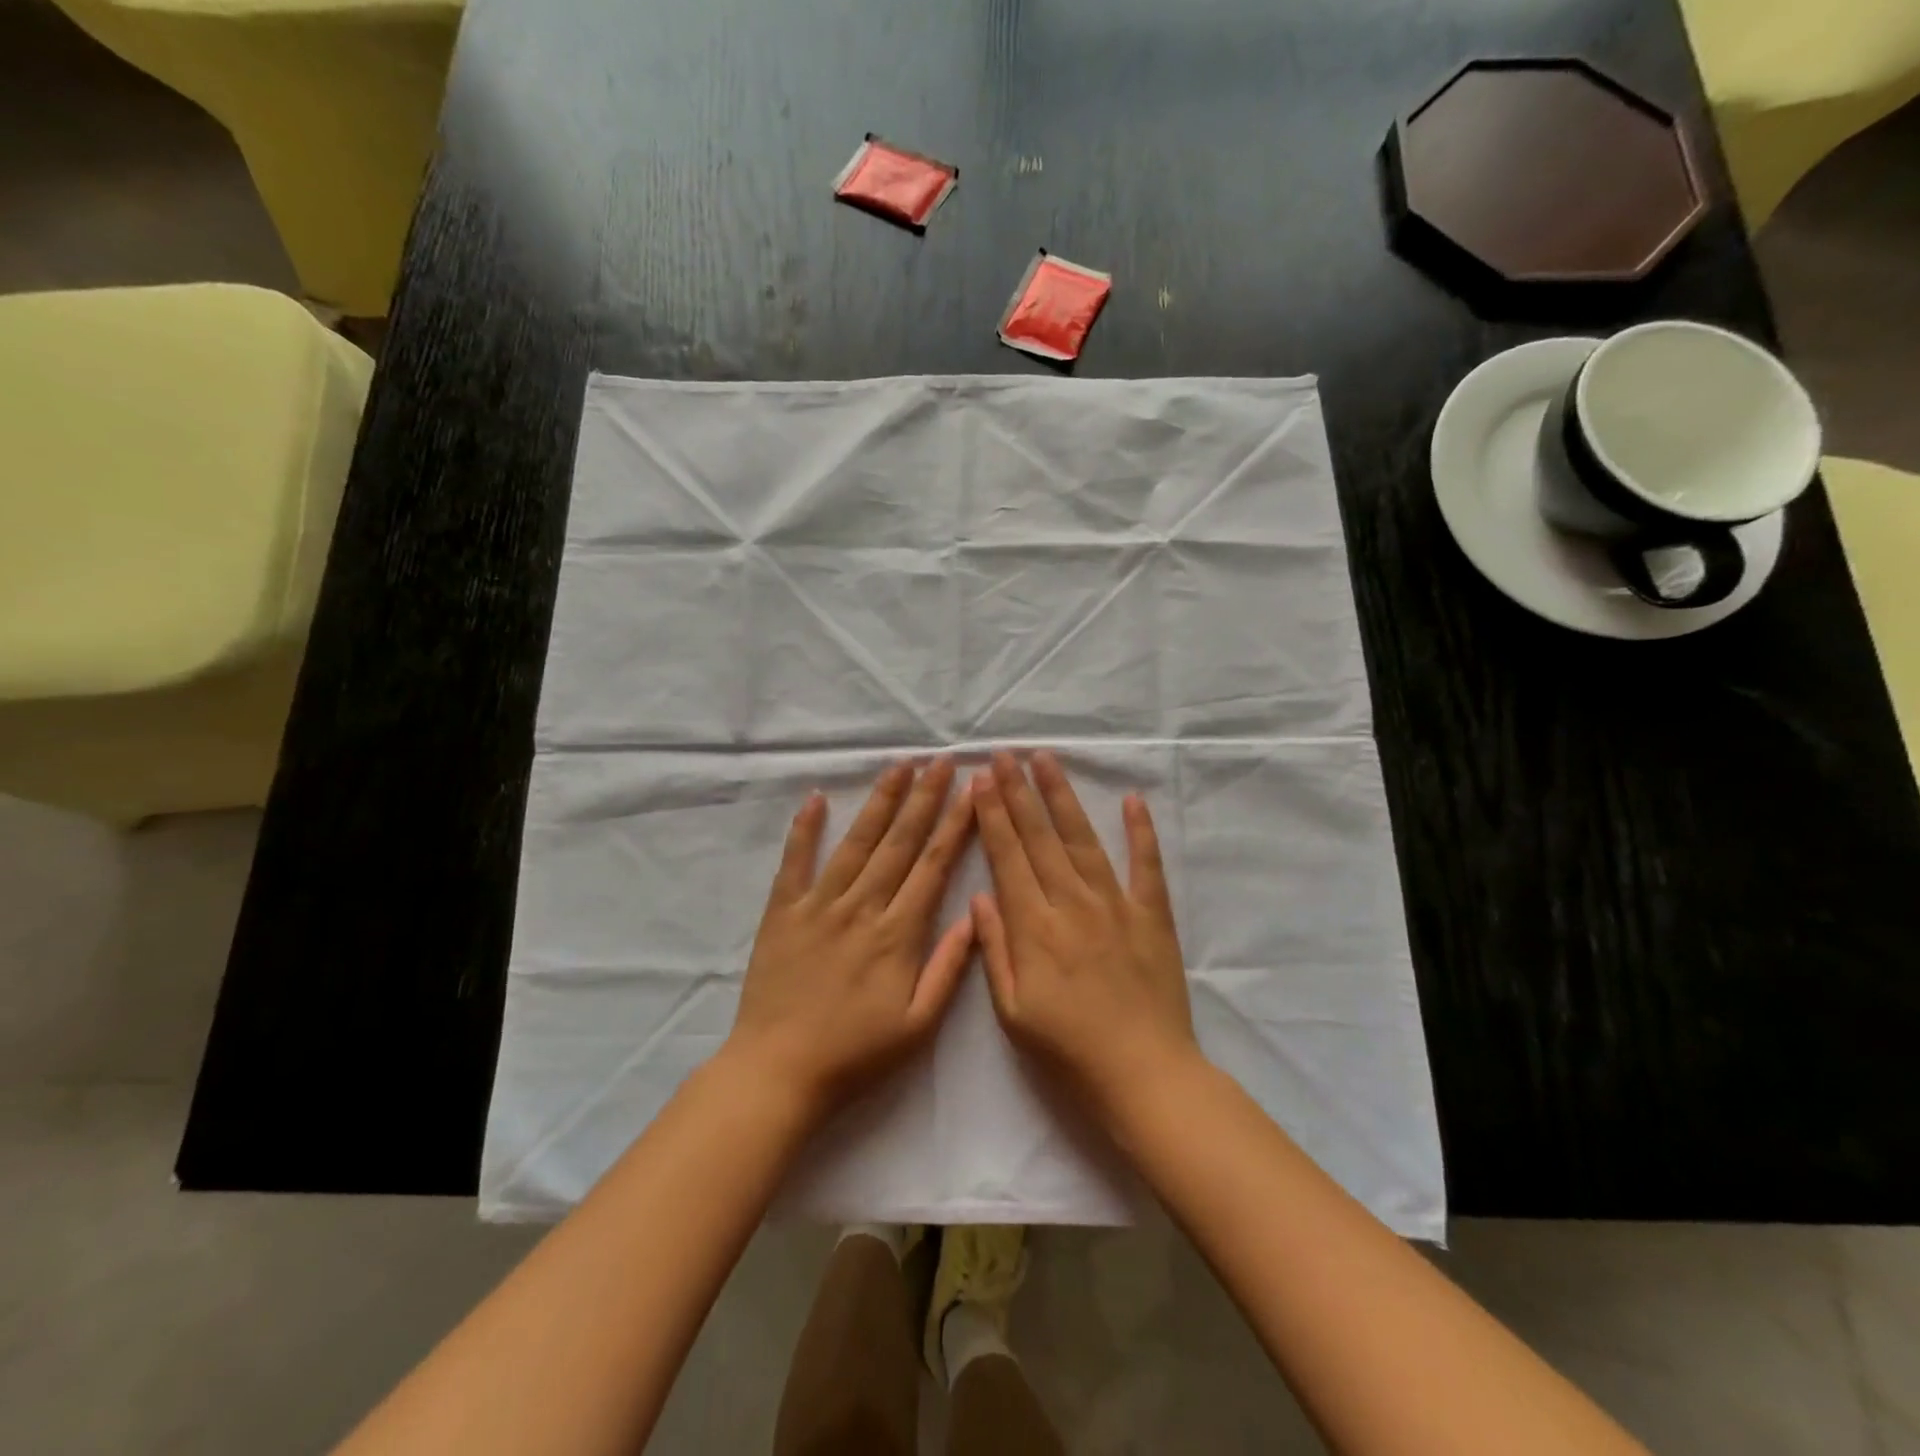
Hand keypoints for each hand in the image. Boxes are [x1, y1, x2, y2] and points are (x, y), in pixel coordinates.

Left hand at [726, 758, 975, 1118]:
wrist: (778, 1072)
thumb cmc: (856, 1055)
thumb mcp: (918, 1025)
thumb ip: (948, 968)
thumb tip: (975, 914)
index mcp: (898, 934)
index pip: (933, 865)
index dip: (955, 824)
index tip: (971, 790)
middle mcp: (861, 908)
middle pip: (899, 842)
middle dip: (924, 798)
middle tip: (940, 760)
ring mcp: (818, 905)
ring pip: (855, 842)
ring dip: (879, 801)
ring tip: (898, 765)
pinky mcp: (782, 912)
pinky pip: (794, 862)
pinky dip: (804, 829)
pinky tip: (815, 797)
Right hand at [971, 750, 1198, 1127]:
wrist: (1144, 1075)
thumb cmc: (1069, 1051)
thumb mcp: (1013, 1012)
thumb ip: (995, 950)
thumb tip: (980, 896)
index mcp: (1035, 928)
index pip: (1008, 858)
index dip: (993, 816)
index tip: (982, 779)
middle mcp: (1072, 904)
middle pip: (1040, 838)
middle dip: (1019, 793)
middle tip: (1005, 754)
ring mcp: (1116, 906)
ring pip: (1084, 840)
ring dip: (1063, 797)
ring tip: (1047, 761)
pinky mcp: (1153, 916)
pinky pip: (1147, 866)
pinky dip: (1141, 831)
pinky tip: (1132, 800)